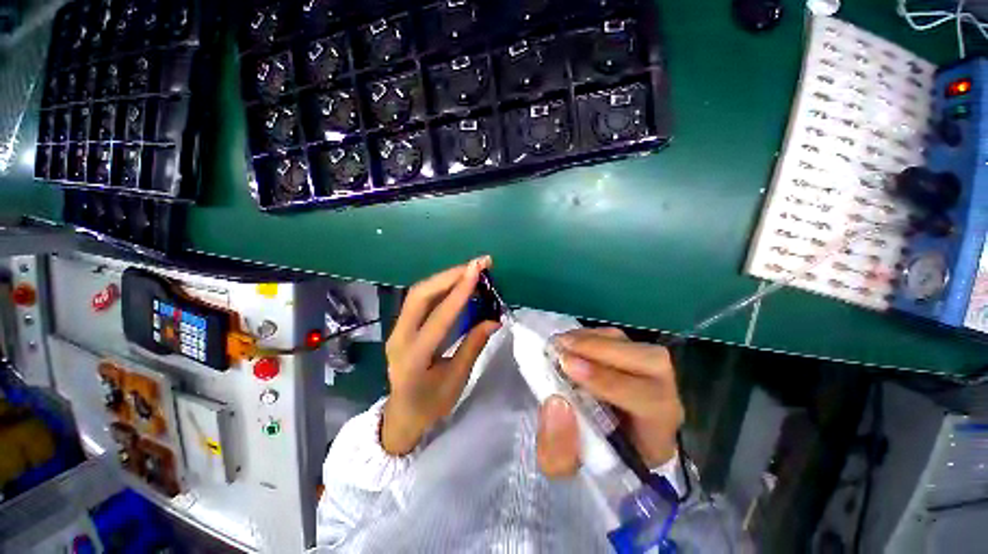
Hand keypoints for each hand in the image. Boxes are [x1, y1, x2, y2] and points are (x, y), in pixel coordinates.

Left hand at [381, 257, 500, 455]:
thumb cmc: (430, 405)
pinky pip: (419, 299)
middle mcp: (399, 337)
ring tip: (470, 269)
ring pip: (418, 293)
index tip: (477, 270)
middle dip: (450, 275)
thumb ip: (473, 346)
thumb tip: (494, 319)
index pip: (439, 317)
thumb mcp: (456, 380)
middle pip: (420, 295)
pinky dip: (439, 286)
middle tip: (477, 264)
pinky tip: (456, 282)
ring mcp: (397, 329)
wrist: (401, 416)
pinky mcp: (402, 325)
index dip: (459, 291)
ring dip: (445, 277)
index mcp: (414, 356)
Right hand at [536, 328, 683, 477]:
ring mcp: (651, 373)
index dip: (609, 382)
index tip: (570, 368)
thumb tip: (556, 402)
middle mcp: (663, 399)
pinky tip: (571, 341)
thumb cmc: (586, 459)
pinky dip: (594, 335)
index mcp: (656, 435)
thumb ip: (558, 448)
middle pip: (653, 363)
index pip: (650, 403)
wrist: (594, 444)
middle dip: (604, 351)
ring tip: (561, 342)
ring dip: (597, 340)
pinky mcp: (633, 357)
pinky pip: (620, 338)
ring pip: (636, 345)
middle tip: (562, 348)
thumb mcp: (565, 469)